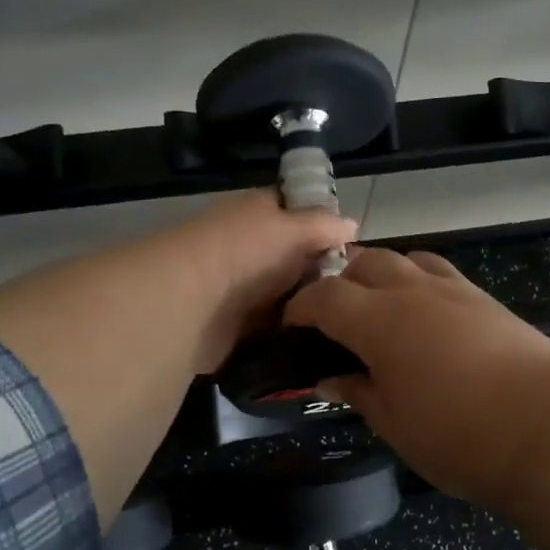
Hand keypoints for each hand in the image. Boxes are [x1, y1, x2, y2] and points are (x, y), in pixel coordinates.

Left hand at [155, 190, 358, 372]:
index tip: (356, 248)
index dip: (324, 225)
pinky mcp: (237, 325)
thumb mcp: (293, 228)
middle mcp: (249, 245)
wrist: (189, 301)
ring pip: (287, 294)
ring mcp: (241, 286)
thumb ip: (324, 226)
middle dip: (322, 272)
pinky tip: (323, 339)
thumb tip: (353, 225)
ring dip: (310, 305)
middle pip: (294, 257)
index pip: (295, 210)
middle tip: (360, 291)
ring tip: (349, 319)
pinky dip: (292, 331)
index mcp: (257, 213)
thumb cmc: (245, 251)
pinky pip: (273, 326)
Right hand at [283, 248, 549, 508]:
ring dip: (380, 274)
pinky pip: (440, 273)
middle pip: (364, 263)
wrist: (549, 429)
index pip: (324, 296)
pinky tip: (424, 314)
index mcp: (378, 320)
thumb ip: (357, 392)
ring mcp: (454, 290)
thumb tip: (329, 379)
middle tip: (332, 317)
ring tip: (377, 307)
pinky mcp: (486, 300)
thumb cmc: (458, 434)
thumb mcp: (393, 422)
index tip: (291, 327)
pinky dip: (418, 281)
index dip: (300, 308)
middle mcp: (413, 291)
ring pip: (405, 259)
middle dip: (339, 282)